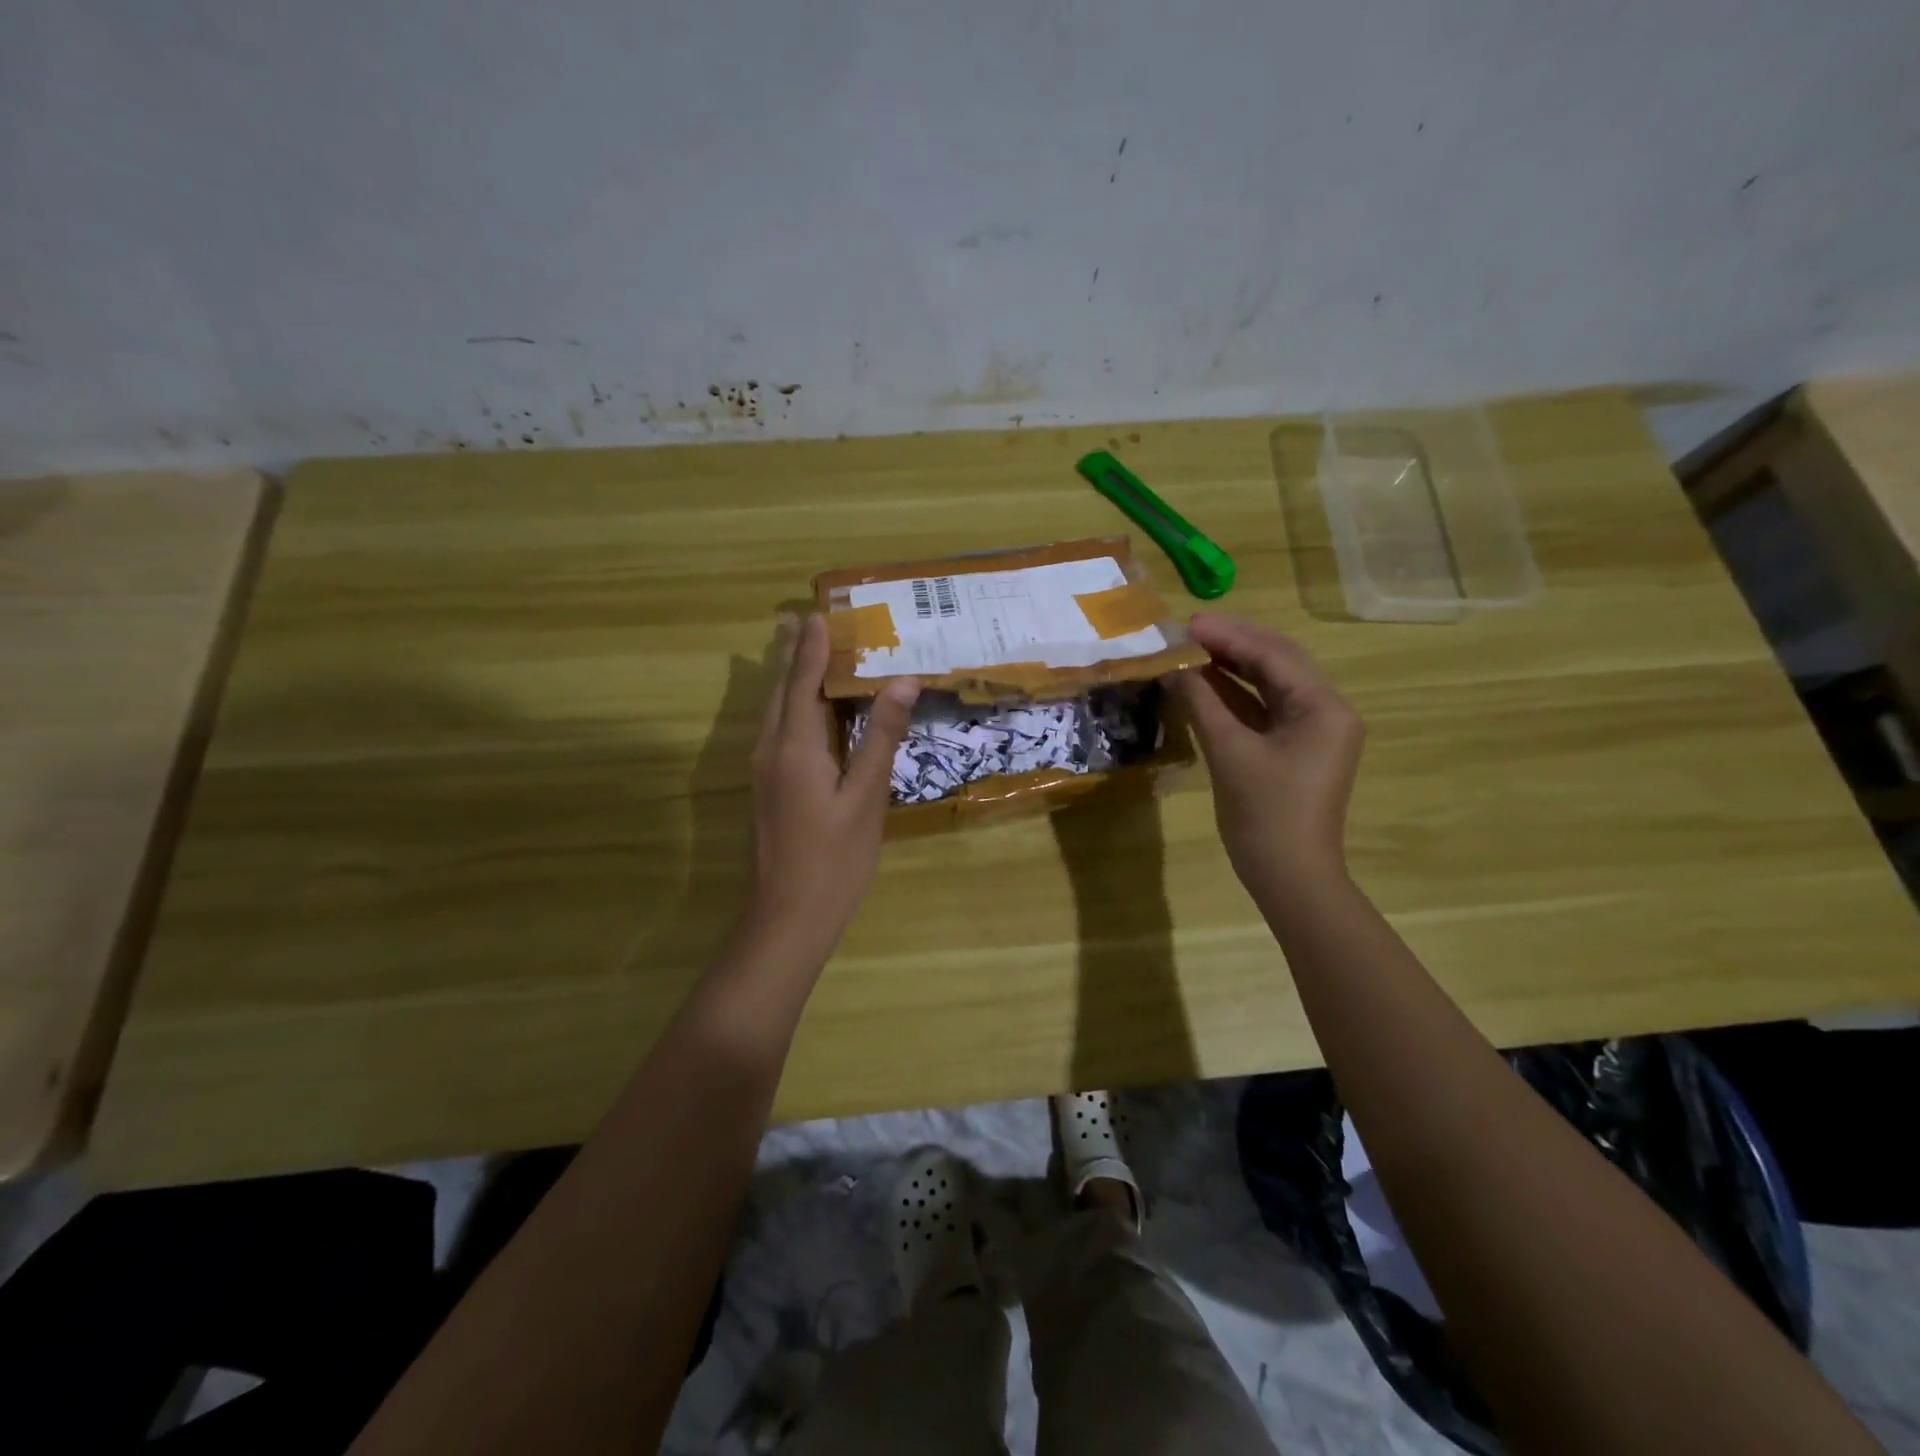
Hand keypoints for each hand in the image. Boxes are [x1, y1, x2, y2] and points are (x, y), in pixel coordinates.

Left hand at [743, 614, 919, 963]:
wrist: (786, 919)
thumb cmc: (834, 860)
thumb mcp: (867, 798)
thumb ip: (881, 737)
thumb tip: (901, 681)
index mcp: (794, 746)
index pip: (802, 681)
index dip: (813, 647)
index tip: (820, 612)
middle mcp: (770, 750)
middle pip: (783, 691)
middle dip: (798, 656)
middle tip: (815, 623)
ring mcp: (764, 772)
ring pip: (779, 714)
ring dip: (796, 682)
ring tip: (813, 655)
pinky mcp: (768, 790)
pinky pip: (782, 735)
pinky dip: (799, 711)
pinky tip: (817, 715)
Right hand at [1166, 614, 1363, 900]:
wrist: (1290, 876)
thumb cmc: (1264, 813)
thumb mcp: (1229, 752)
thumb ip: (1201, 702)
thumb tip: (1174, 666)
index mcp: (1323, 707)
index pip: (1274, 655)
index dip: (1229, 635)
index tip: (1188, 623)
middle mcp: (1327, 711)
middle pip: (1277, 662)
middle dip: (1232, 644)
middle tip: (1187, 632)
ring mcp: (1313, 731)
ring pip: (1270, 685)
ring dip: (1231, 668)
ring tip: (1190, 651)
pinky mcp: (1296, 749)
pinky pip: (1265, 711)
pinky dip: (1235, 697)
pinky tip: (1203, 684)